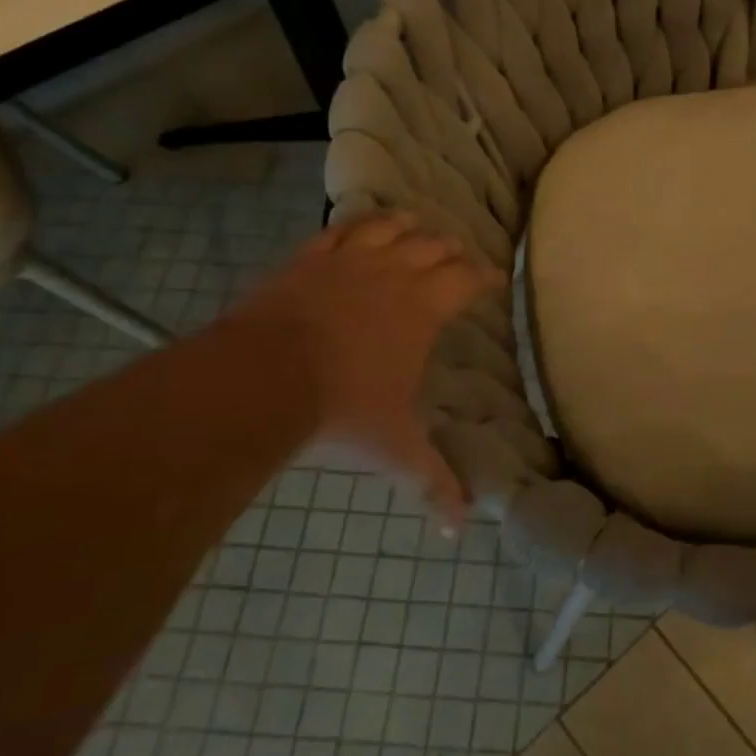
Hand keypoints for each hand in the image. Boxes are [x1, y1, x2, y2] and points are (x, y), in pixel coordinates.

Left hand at [231, 212, 501, 529]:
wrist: (260, 378)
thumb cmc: (341, 408)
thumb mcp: (394, 447)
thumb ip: (432, 481)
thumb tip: (462, 530)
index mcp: (423, 308)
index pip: (467, 279)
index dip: (486, 275)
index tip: (495, 278)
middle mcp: (393, 274)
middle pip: (434, 246)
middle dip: (452, 249)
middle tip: (458, 256)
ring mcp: (348, 261)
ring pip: (389, 227)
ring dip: (409, 226)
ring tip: (416, 226)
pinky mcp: (308, 259)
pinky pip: (340, 229)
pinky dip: (356, 225)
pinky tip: (358, 227)